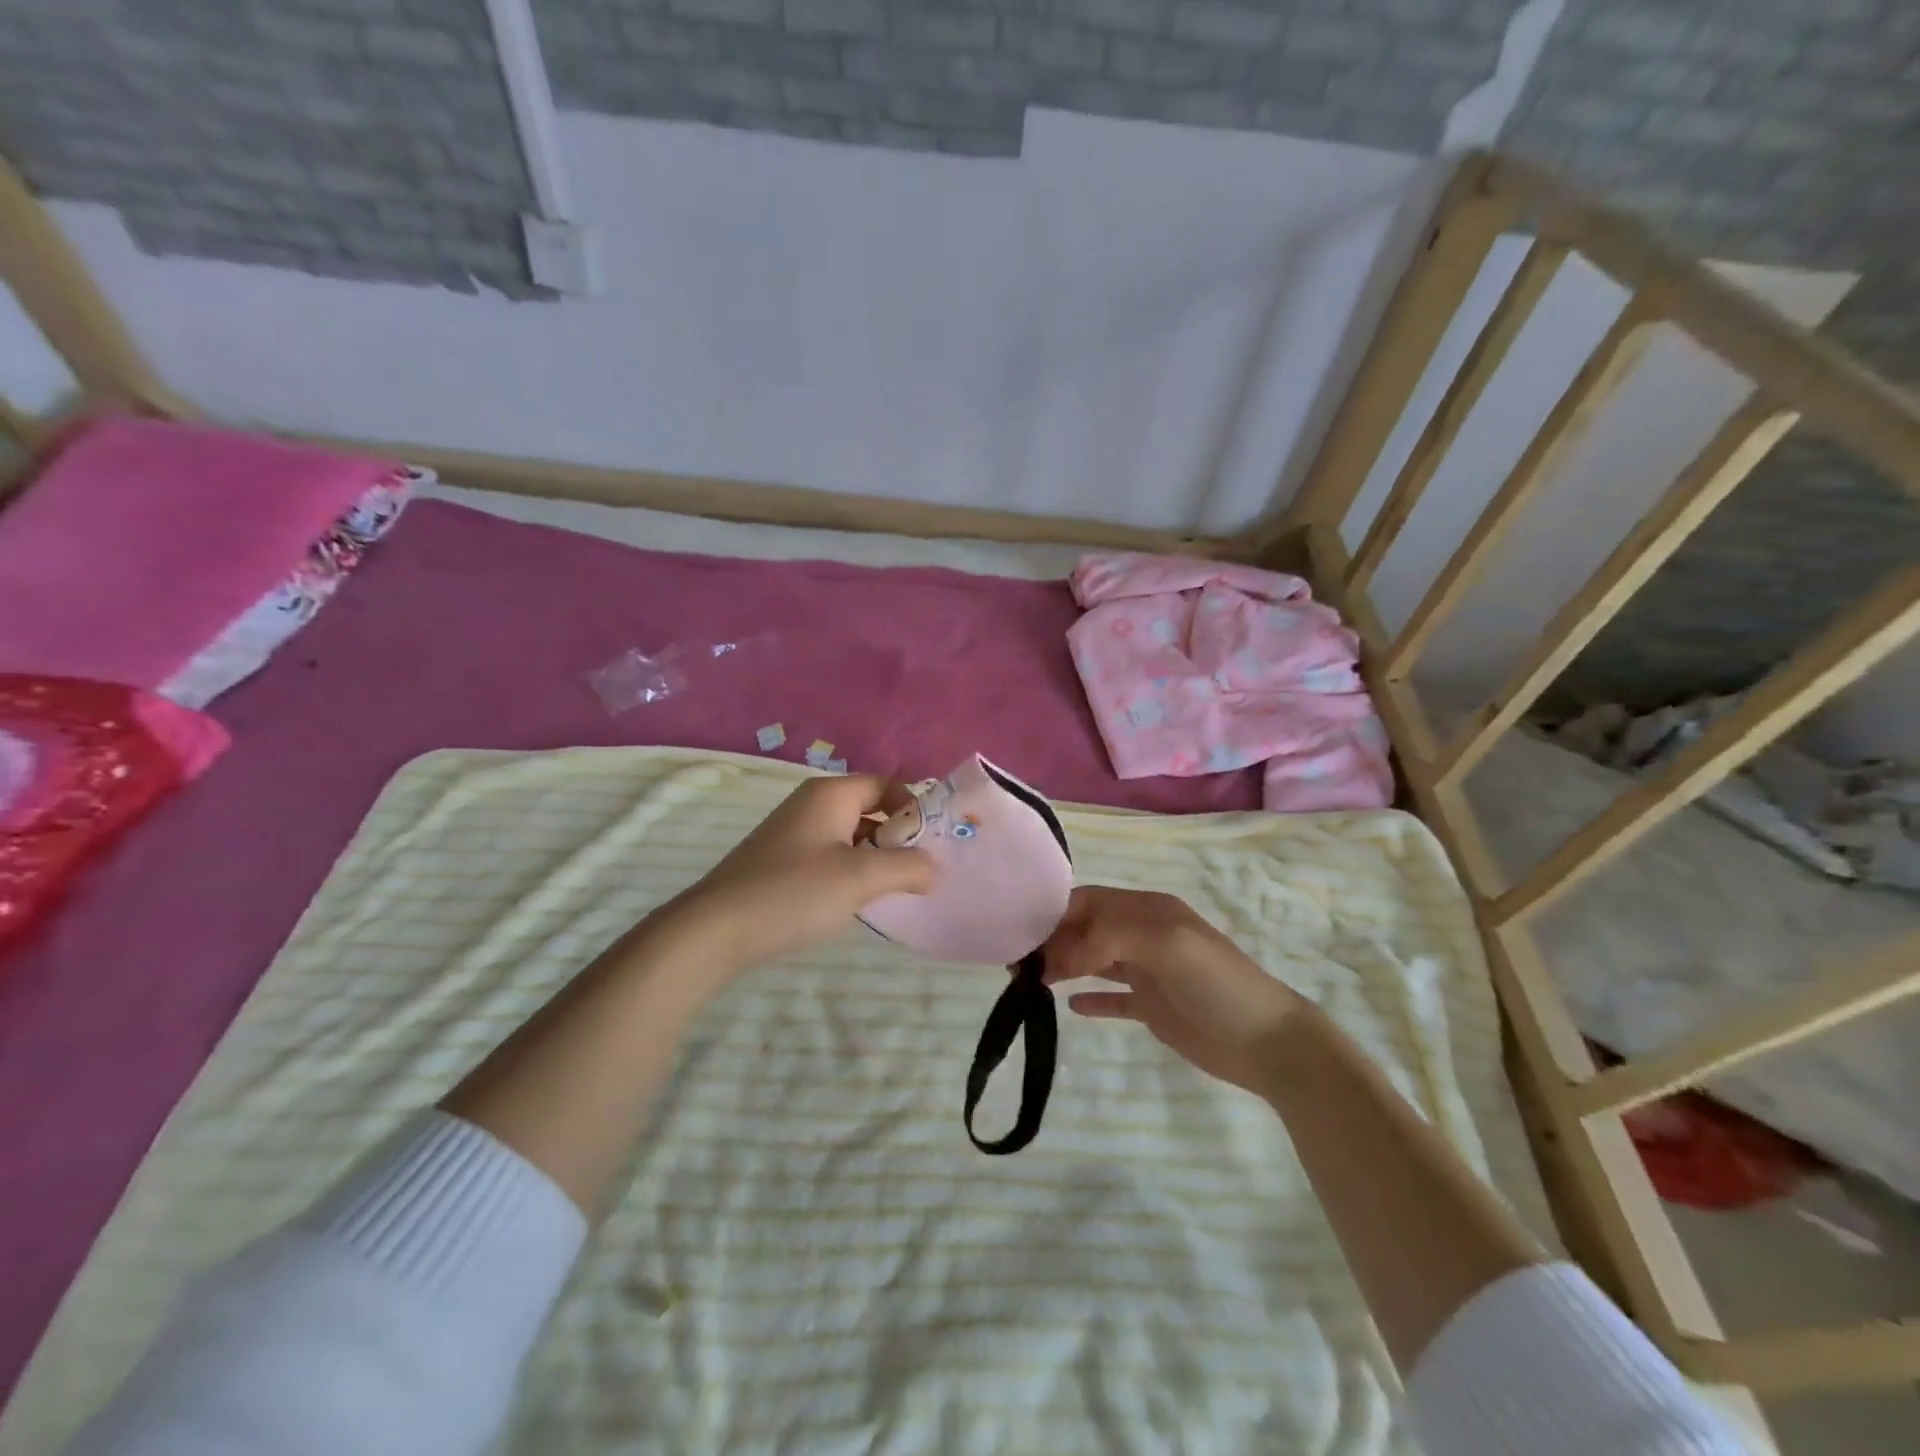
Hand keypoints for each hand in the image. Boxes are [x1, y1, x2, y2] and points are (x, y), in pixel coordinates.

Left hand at [665, 774, 935, 973]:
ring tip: (889, 893)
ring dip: (875, 860)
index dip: (914, 811)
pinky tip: (851, 903)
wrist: (715, 930)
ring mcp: (794, 833)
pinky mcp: (781, 861)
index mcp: (831, 794)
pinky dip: (849, 872)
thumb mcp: (861, 877)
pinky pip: (830, 856)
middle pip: (870, 810)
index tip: (929, 848)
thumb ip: (907, 867)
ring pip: (851, 836)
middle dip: (897, 839)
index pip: (887, 785)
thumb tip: (934, 868)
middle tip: (917, 875)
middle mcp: (812, 804)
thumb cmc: (794, 892)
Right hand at [1041, 886, 1312, 1096]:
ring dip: (1065, 966)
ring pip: (1095, 960)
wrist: (1267, 1042)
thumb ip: (1107, 936)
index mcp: (1148, 911)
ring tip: (1029, 983)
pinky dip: (1091, 998)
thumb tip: (1057, 956)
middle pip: (1087, 929)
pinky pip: (1113, 997)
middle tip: (1019, 966)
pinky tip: (1068, 1006)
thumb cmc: (1215, 983)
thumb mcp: (1164, 943)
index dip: (1056, 916)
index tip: (1021, 937)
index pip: (1089, 902)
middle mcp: (1144, 934)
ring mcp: (1148, 972)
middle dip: (1054, 941)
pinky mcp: (1153, 1007)